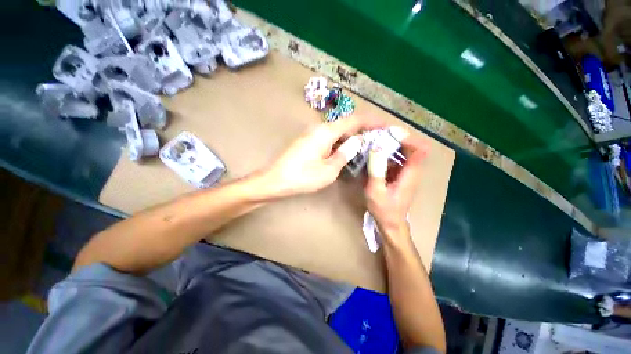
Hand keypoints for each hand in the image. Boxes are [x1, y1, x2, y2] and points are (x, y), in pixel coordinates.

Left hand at [262, 116, 382, 197]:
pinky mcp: (308, 141)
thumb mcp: (329, 170)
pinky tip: (347, 151)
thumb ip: (345, 154)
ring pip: (337, 132)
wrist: (275, 180)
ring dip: (351, 137)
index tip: (385, 126)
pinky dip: (340, 143)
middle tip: (377, 139)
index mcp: (326, 132)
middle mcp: (319, 128)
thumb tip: (357, 142)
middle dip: (362, 130)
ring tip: (366, 146)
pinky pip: (329, 138)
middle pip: (346, 124)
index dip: (371, 121)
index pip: (354, 120)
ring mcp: (312, 134)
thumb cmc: (302, 177)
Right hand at [365, 128, 426, 238]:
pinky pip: (396, 160)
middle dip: (395, 139)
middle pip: (410, 148)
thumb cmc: (384, 210)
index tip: (390, 133)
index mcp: (410, 174)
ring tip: (374, 143)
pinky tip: (374, 155)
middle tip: (377, 136)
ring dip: (390, 146)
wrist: (391, 224)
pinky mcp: (400, 176)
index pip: (419, 149)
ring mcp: (406, 173)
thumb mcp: (375, 191)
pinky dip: (387, 155)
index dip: (408, 138)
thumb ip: (376, 170)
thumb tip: (375, 148)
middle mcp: (412, 171)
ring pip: (403, 153)